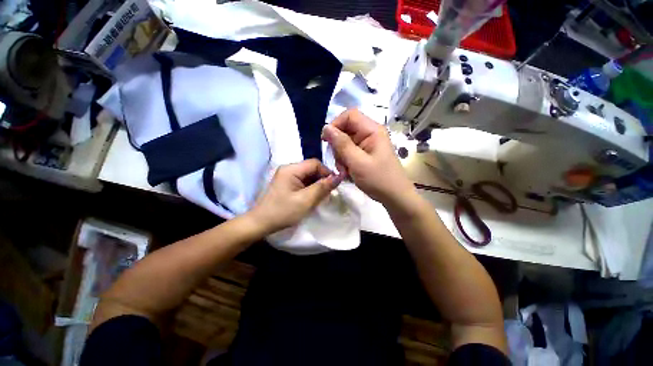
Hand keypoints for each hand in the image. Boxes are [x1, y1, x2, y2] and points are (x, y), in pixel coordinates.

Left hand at [250, 159, 342, 232]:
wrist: (261, 223)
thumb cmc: (283, 212)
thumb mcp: (305, 200)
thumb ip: (322, 187)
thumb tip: (339, 177)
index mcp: (291, 169)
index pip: (315, 164)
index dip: (327, 173)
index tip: (334, 186)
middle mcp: (289, 169)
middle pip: (312, 169)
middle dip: (322, 180)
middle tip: (328, 194)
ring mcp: (287, 176)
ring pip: (309, 176)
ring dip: (317, 185)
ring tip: (321, 197)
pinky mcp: (287, 184)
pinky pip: (303, 182)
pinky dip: (310, 188)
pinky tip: (312, 198)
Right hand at [322, 109, 417, 212]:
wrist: (394, 197)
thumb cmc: (379, 179)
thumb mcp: (357, 162)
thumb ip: (341, 144)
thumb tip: (326, 127)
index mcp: (372, 130)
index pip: (349, 115)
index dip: (335, 124)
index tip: (326, 141)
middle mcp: (370, 134)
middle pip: (346, 130)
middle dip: (338, 146)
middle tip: (340, 163)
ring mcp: (367, 145)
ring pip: (345, 143)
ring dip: (341, 157)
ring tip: (345, 171)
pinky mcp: (365, 154)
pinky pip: (349, 152)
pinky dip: (345, 162)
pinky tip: (348, 172)